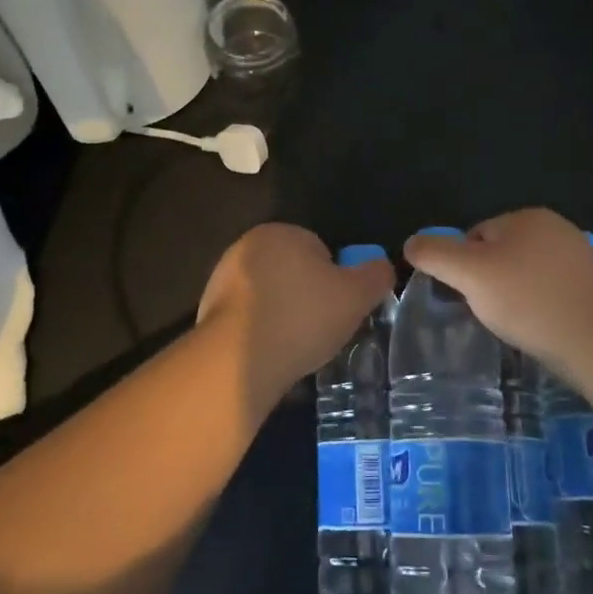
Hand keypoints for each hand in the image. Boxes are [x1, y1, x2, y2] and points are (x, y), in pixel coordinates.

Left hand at [197, 223, 394, 410]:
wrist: (238, 361)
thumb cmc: (303, 317)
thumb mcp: (357, 296)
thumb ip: (376, 275)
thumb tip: (383, 266)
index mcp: (282, 232)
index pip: (320, 250)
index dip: (335, 281)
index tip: (338, 309)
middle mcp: (247, 246)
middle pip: (292, 271)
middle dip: (307, 297)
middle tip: (321, 329)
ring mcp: (223, 278)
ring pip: (269, 295)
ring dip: (282, 315)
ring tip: (296, 346)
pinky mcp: (209, 310)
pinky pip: (247, 318)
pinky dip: (260, 332)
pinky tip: (270, 354)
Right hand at [402, 208, 592, 367]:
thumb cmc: (531, 300)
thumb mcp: (470, 274)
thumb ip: (436, 255)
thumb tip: (410, 243)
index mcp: (525, 217)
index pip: (475, 235)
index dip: (463, 268)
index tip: (466, 298)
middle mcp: (555, 230)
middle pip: (501, 255)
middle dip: (490, 283)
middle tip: (490, 315)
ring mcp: (579, 260)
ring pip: (527, 278)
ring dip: (516, 300)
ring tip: (516, 327)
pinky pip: (552, 296)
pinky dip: (541, 312)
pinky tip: (542, 332)